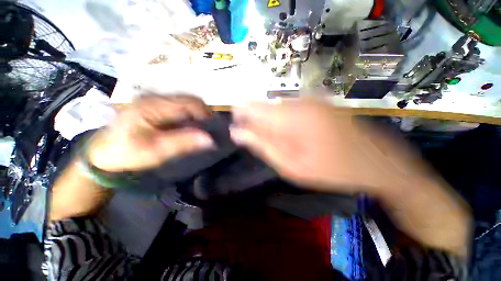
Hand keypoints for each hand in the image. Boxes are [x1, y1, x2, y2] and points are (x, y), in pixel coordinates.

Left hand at [87, 96, 214, 171]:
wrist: (103, 152)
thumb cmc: (127, 153)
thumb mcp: (156, 151)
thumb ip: (184, 142)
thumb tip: (209, 139)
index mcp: (153, 106)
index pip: (189, 103)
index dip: (206, 114)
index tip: (214, 128)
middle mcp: (155, 98)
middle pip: (189, 99)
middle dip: (204, 112)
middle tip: (210, 128)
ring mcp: (154, 99)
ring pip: (186, 101)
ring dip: (198, 112)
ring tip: (202, 126)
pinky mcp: (154, 105)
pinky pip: (179, 105)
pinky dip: (190, 113)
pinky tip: (190, 124)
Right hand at [230, 99, 397, 193]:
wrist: (375, 161)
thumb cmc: (331, 169)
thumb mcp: (290, 165)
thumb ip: (262, 146)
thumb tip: (237, 132)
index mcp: (290, 116)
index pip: (252, 107)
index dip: (241, 115)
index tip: (237, 127)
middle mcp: (298, 101)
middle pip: (264, 106)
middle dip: (257, 122)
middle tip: (262, 141)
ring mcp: (311, 98)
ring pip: (277, 107)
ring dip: (272, 122)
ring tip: (282, 141)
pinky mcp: (319, 101)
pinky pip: (291, 107)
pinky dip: (285, 119)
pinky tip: (295, 134)